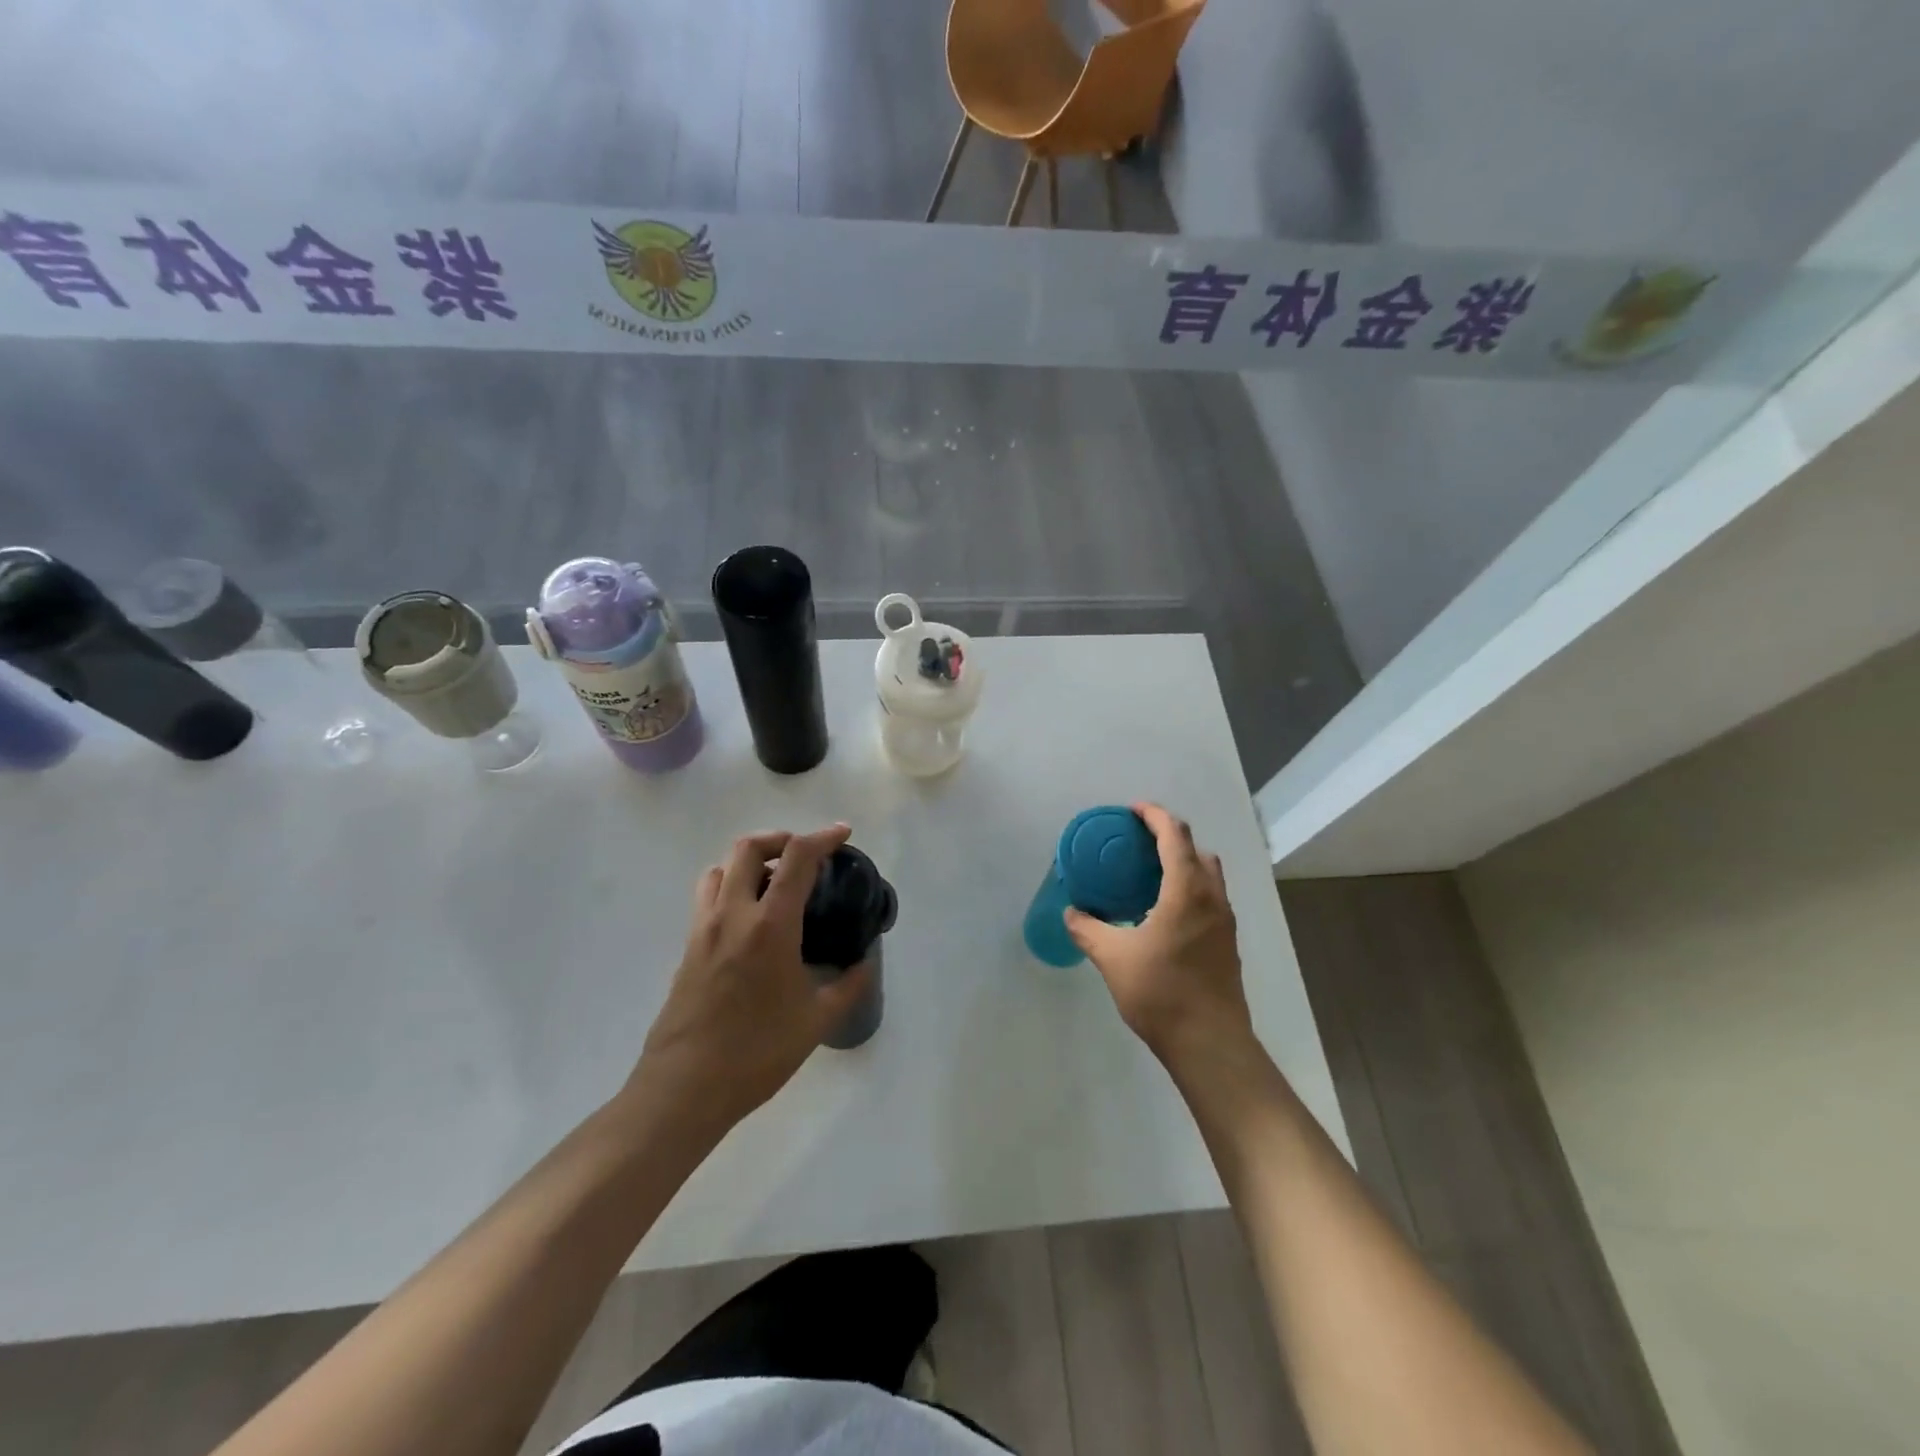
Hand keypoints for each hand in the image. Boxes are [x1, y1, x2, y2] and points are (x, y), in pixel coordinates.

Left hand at [631, 823, 868, 1135]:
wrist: (684, 1088)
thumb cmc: (757, 1052)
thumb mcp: (817, 1021)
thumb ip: (848, 985)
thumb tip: (864, 965)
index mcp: (770, 925)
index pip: (797, 858)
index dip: (823, 837)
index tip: (843, 834)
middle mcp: (733, 915)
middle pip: (749, 848)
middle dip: (780, 839)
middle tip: (803, 855)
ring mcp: (703, 930)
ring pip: (719, 869)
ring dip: (748, 862)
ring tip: (772, 883)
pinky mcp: (687, 949)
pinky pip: (707, 899)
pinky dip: (730, 889)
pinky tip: (749, 922)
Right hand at [1065, 803, 1252, 1070]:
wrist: (1210, 1042)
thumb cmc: (1161, 992)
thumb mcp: (1113, 958)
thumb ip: (1088, 929)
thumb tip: (1071, 912)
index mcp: (1186, 891)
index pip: (1175, 835)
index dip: (1154, 815)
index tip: (1133, 810)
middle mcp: (1212, 898)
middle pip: (1197, 850)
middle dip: (1170, 836)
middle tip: (1138, 842)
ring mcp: (1225, 921)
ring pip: (1208, 875)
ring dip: (1183, 863)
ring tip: (1150, 874)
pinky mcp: (1227, 942)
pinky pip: (1210, 898)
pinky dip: (1190, 888)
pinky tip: (1164, 912)